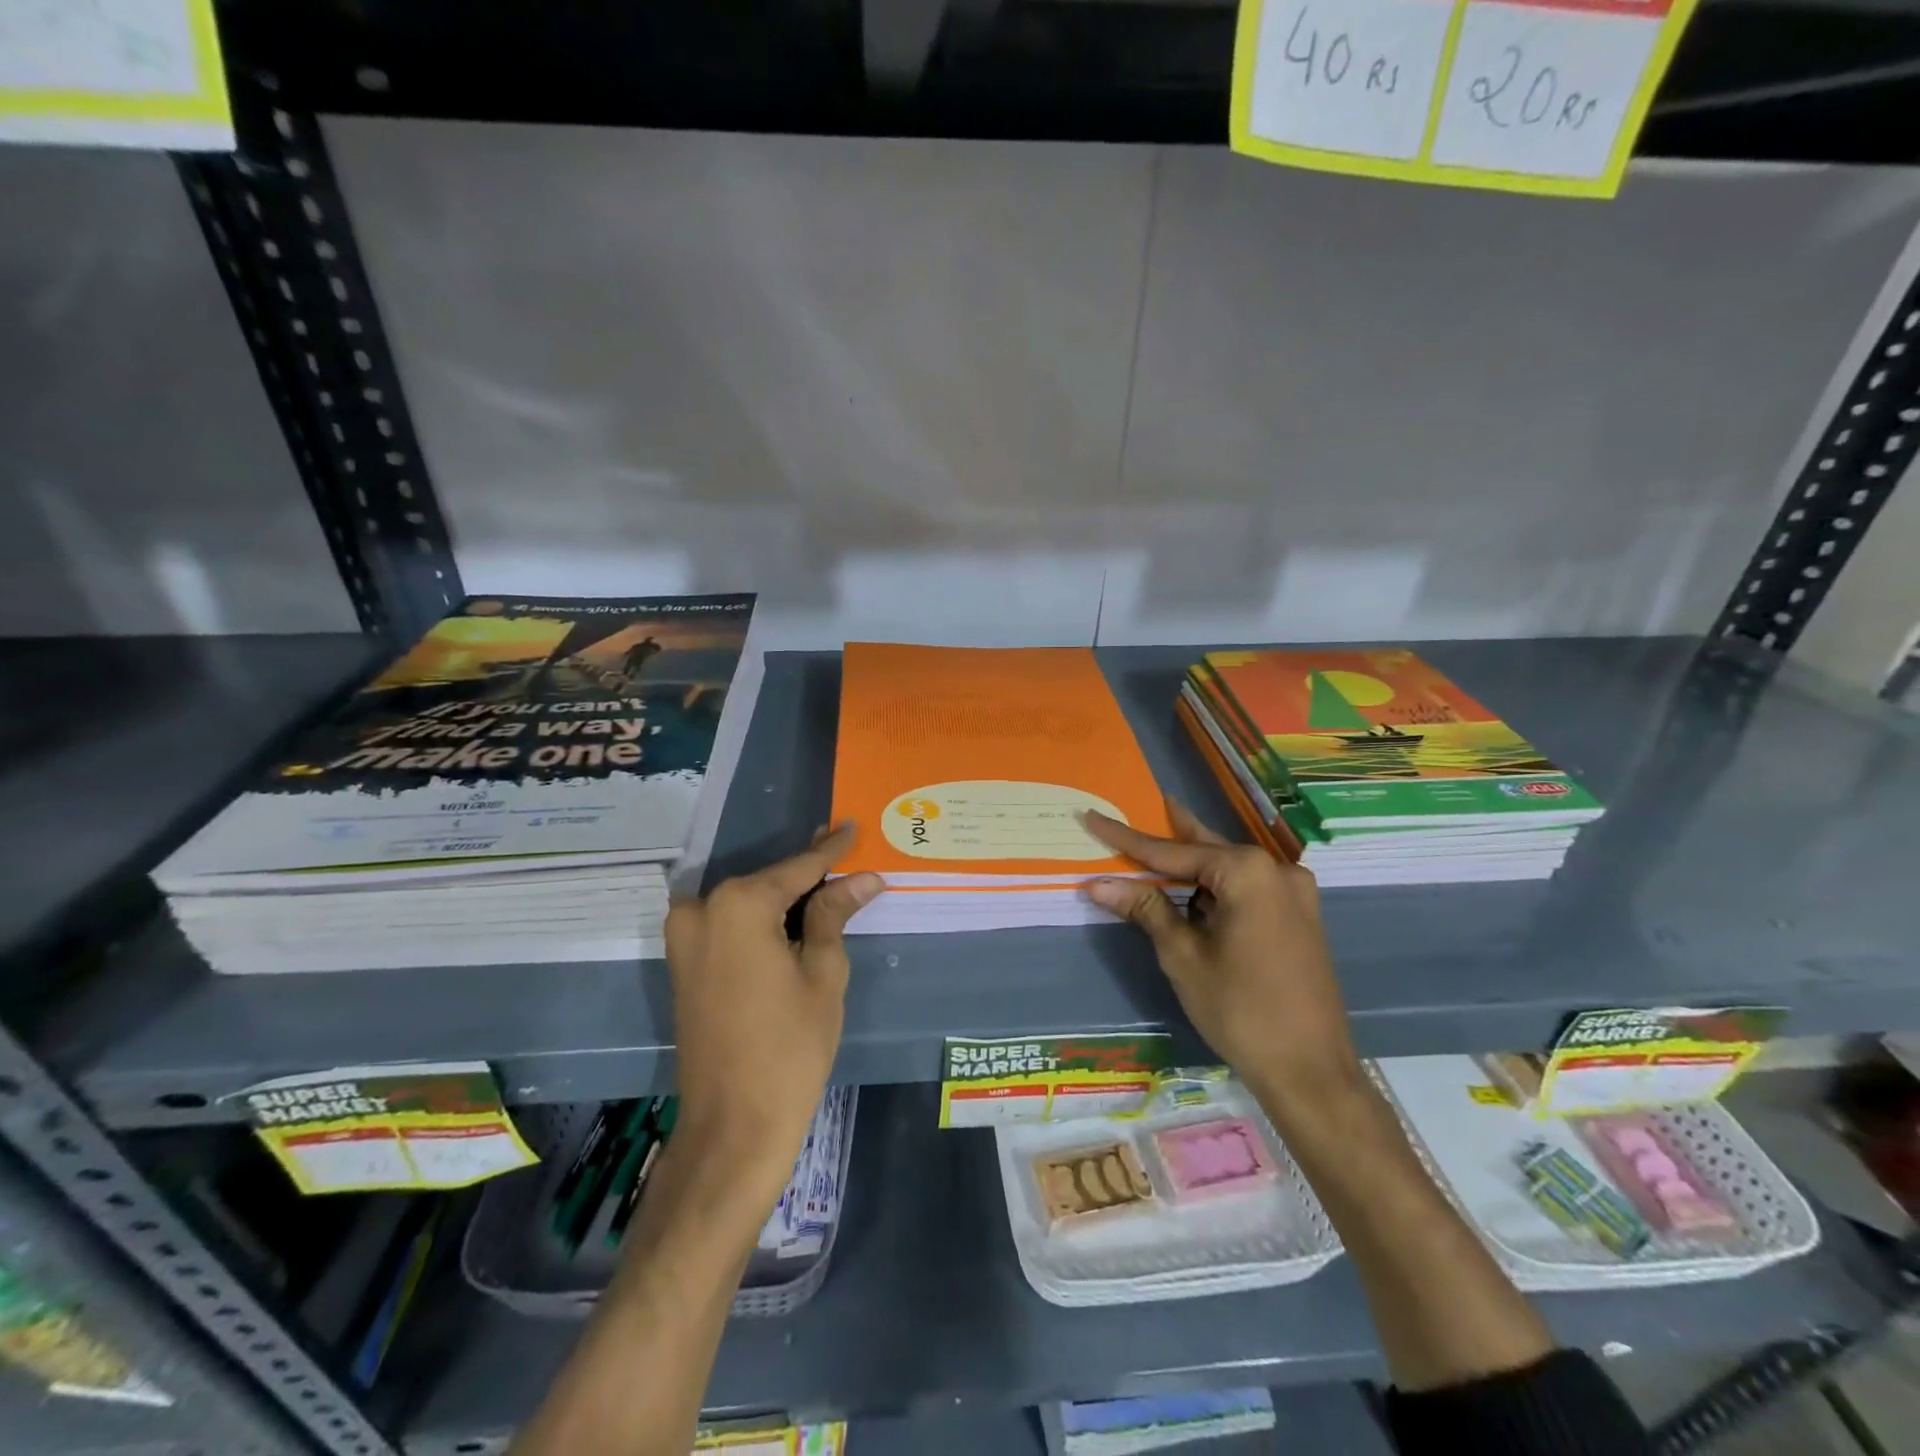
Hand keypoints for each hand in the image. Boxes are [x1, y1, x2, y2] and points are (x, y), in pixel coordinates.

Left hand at [662, 825, 881, 1209]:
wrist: (733, 1125)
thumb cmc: (790, 1046)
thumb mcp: (823, 973)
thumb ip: (833, 914)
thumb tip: (861, 878)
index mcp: (739, 904)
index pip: (798, 868)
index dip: (831, 850)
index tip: (850, 826)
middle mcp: (703, 909)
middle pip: (769, 882)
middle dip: (808, 872)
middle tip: (843, 851)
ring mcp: (686, 938)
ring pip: (748, 902)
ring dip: (784, 896)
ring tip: (827, 883)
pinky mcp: (684, 964)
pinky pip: (730, 925)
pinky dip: (762, 919)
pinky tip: (794, 916)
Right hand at [1083, 803, 1364, 1127]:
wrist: (1311, 1071)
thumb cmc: (1239, 1008)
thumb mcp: (1183, 955)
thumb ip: (1145, 908)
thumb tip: (1099, 883)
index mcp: (1246, 871)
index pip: (1170, 851)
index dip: (1126, 839)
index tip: (1092, 817)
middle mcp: (1276, 870)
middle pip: (1205, 849)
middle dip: (1170, 835)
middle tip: (1141, 806)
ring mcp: (1295, 894)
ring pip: (1228, 870)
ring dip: (1192, 868)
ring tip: (1158, 855)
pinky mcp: (1300, 918)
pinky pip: (1248, 889)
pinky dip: (1216, 888)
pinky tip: (1195, 894)